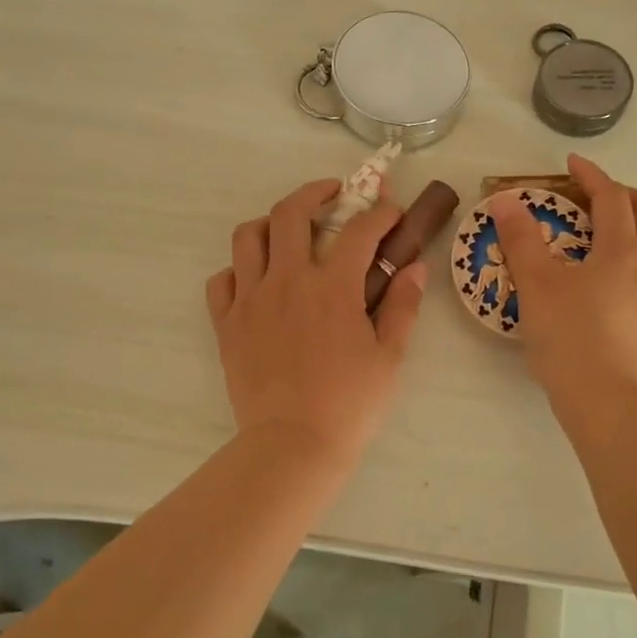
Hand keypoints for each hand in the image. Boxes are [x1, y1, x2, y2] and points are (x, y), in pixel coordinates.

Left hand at [206, 179, 427, 464]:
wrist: (293, 445)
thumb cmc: (350, 403)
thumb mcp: (389, 356)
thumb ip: (403, 306)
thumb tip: (414, 268)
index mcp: (332, 287)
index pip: (359, 230)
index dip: (380, 214)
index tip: (391, 213)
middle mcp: (287, 280)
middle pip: (290, 213)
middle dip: (315, 192)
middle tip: (333, 194)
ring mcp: (251, 299)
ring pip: (247, 237)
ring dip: (269, 223)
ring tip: (285, 230)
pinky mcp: (227, 324)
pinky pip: (221, 280)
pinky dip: (237, 270)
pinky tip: (255, 280)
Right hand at [487, 155, 636, 401]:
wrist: (609, 401)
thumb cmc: (569, 340)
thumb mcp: (535, 286)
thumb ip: (521, 239)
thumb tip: (506, 199)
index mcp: (621, 250)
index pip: (612, 196)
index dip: (591, 175)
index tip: (572, 165)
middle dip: (626, 195)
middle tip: (597, 202)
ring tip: (625, 238)